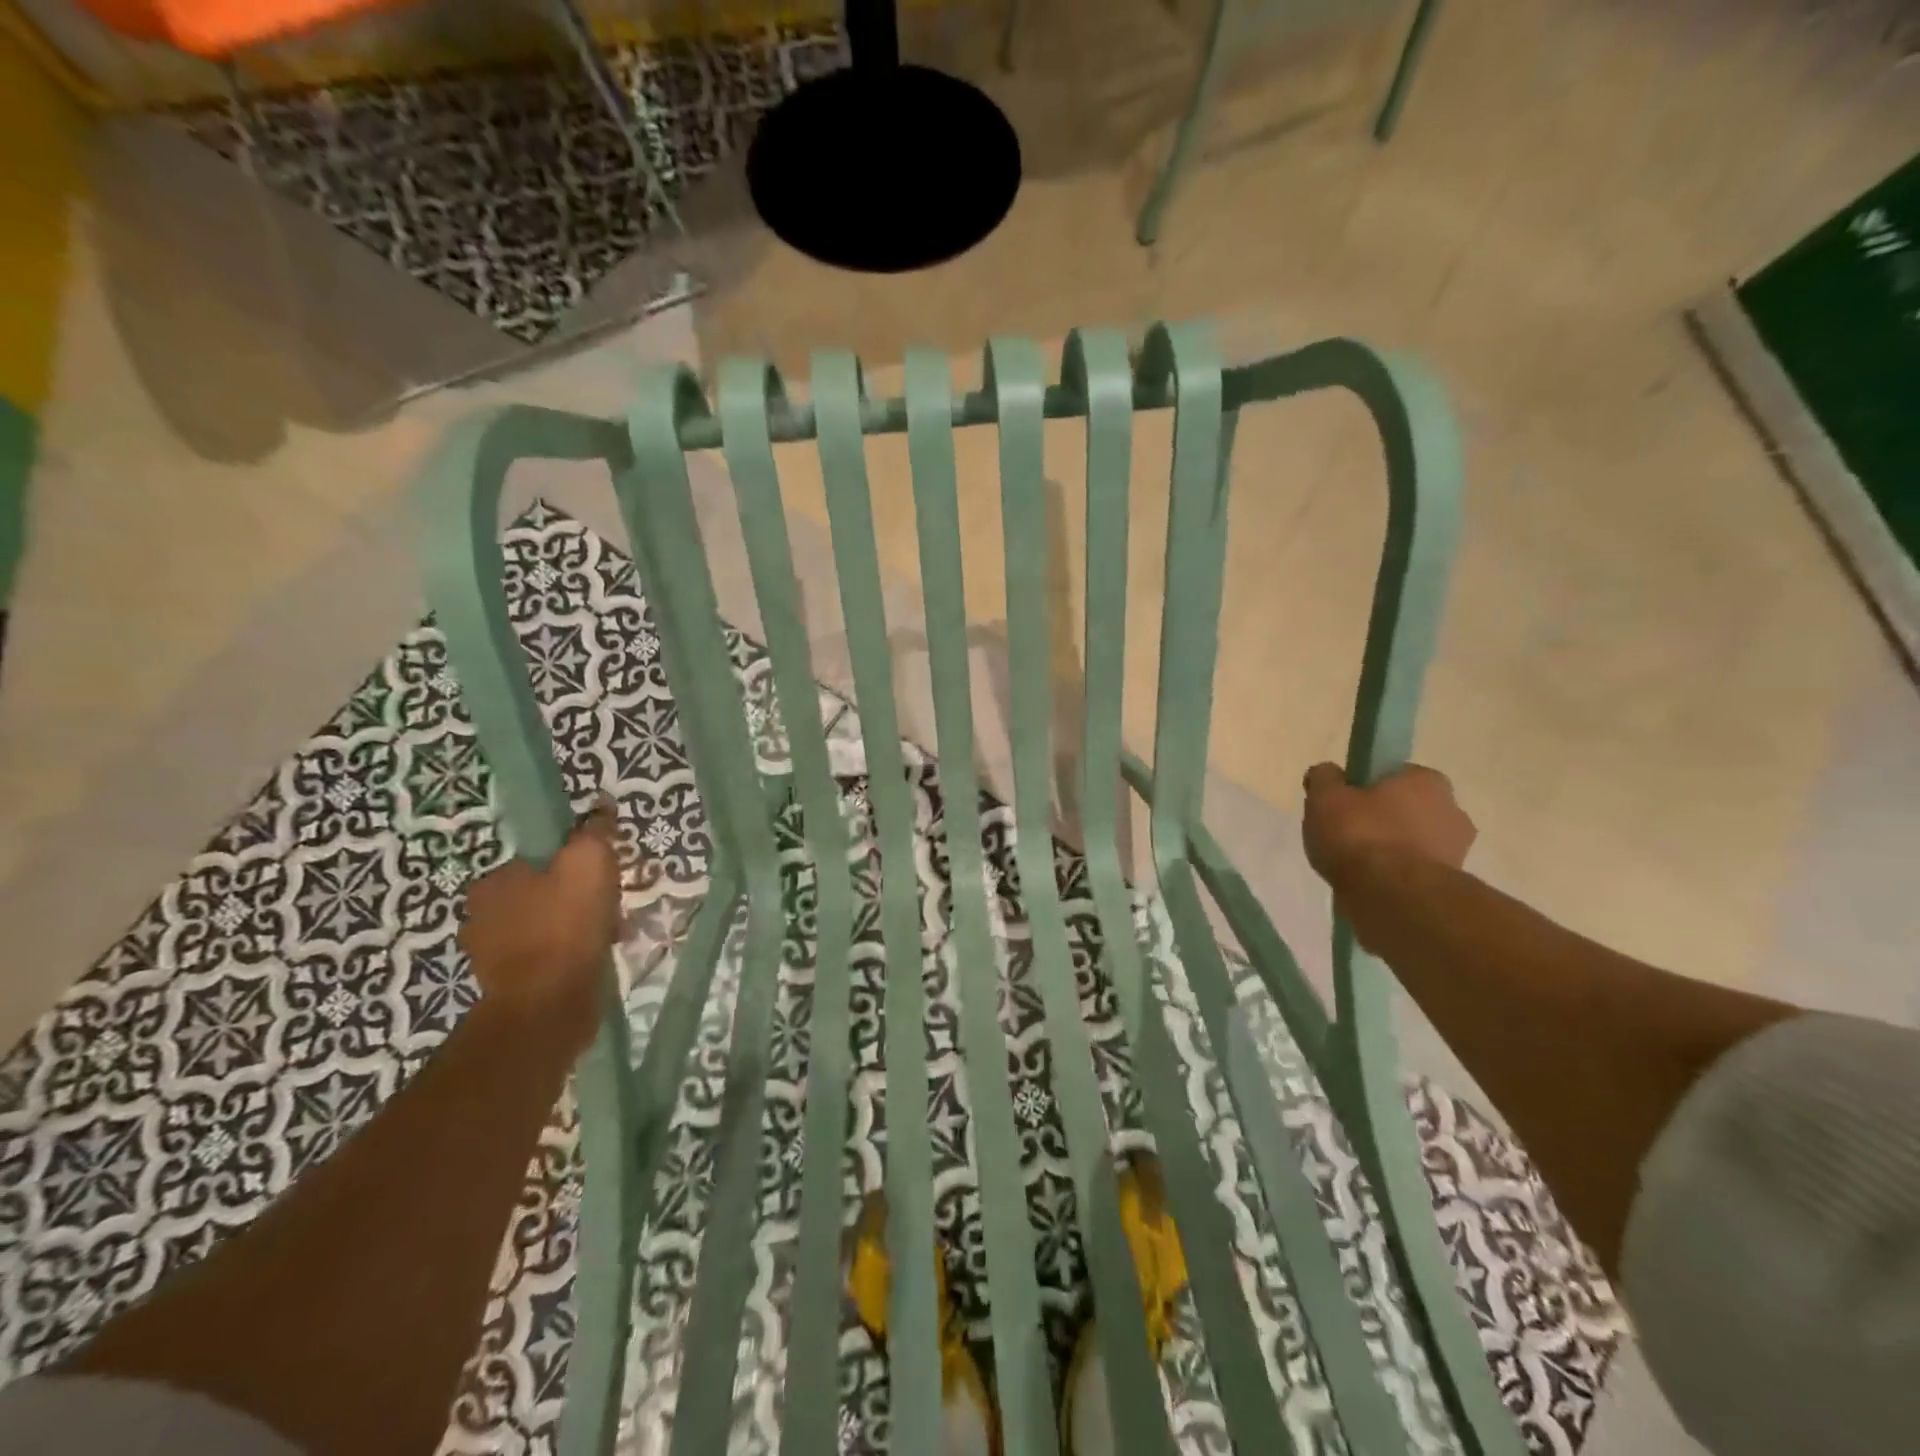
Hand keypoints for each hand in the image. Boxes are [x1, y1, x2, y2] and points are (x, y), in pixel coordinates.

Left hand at [459, 802, 620, 1052]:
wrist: (548, 1005)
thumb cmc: (566, 926)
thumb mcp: (589, 861)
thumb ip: (595, 830)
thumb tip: (601, 806)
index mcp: (493, 881)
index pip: (539, 858)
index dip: (575, 863)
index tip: (602, 876)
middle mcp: (482, 915)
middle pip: (545, 892)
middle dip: (580, 898)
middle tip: (611, 908)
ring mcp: (493, 954)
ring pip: (549, 926)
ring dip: (579, 928)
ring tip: (610, 936)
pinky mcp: (510, 985)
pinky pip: (549, 957)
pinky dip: (571, 955)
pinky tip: (595, 959)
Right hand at [1302, 762, 1475, 887]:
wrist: (1392, 897)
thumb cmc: (1360, 835)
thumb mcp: (1325, 796)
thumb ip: (1324, 778)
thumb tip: (1328, 774)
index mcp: (1427, 780)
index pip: (1394, 775)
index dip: (1366, 787)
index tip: (1343, 803)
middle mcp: (1452, 810)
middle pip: (1406, 810)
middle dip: (1381, 820)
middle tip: (1345, 835)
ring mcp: (1456, 851)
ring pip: (1412, 843)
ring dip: (1390, 851)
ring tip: (1354, 867)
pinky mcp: (1450, 886)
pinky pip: (1413, 872)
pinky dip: (1395, 877)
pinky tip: (1369, 886)